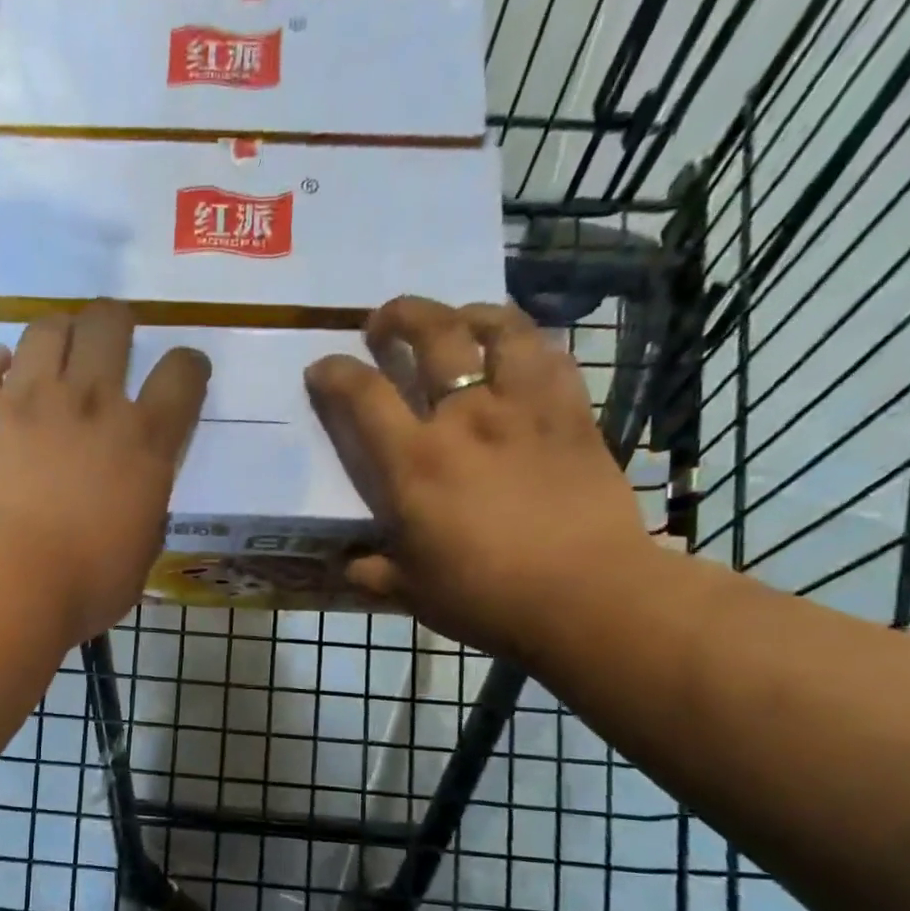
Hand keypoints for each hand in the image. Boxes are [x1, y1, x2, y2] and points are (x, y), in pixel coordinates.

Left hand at [0, 300, 208, 644]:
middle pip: (110, 325)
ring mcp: (26, 398)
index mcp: (142, 442)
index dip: (188, 366)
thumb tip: (133, 504)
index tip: (184, 371)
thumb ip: (141, 514)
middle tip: (109, 338)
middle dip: (115, 322)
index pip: (182, 377)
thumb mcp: (137, 558)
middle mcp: (90, 403)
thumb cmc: (80, 586)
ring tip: (52, 351)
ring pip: (47, 329)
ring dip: (57, 334)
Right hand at [305, 296, 649, 659]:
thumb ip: (372, 572)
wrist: (587, 596)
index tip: (322, 367)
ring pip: (499, 329)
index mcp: (414, 462)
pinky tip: (519, 351)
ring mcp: (524, 409)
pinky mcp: (572, 415)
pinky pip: (550, 357)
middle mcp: (465, 418)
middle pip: (433, 335)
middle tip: (385, 321)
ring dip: (470, 313)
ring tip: (458, 320)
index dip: (334, 372)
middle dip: (401, 316)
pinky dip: (528, 343)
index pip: (362, 395)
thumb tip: (348, 566)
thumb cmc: (486, 597)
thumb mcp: (411, 592)